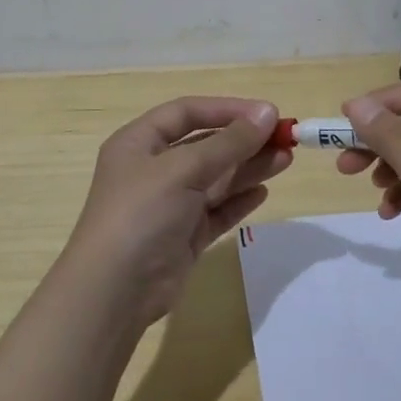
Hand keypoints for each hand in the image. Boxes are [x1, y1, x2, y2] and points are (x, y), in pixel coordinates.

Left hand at [63, 97, 289, 327]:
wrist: (115, 291)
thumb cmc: (142, 214)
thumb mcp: (184, 169)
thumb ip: (229, 142)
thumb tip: (268, 113)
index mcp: (139, 143)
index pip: (187, 112)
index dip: (227, 109)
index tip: (267, 113)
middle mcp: (153, 169)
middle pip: (205, 145)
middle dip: (244, 141)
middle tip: (286, 139)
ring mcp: (169, 205)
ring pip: (215, 178)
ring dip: (249, 167)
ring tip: (286, 160)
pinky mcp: (183, 236)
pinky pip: (216, 210)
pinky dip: (238, 200)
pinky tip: (263, 193)